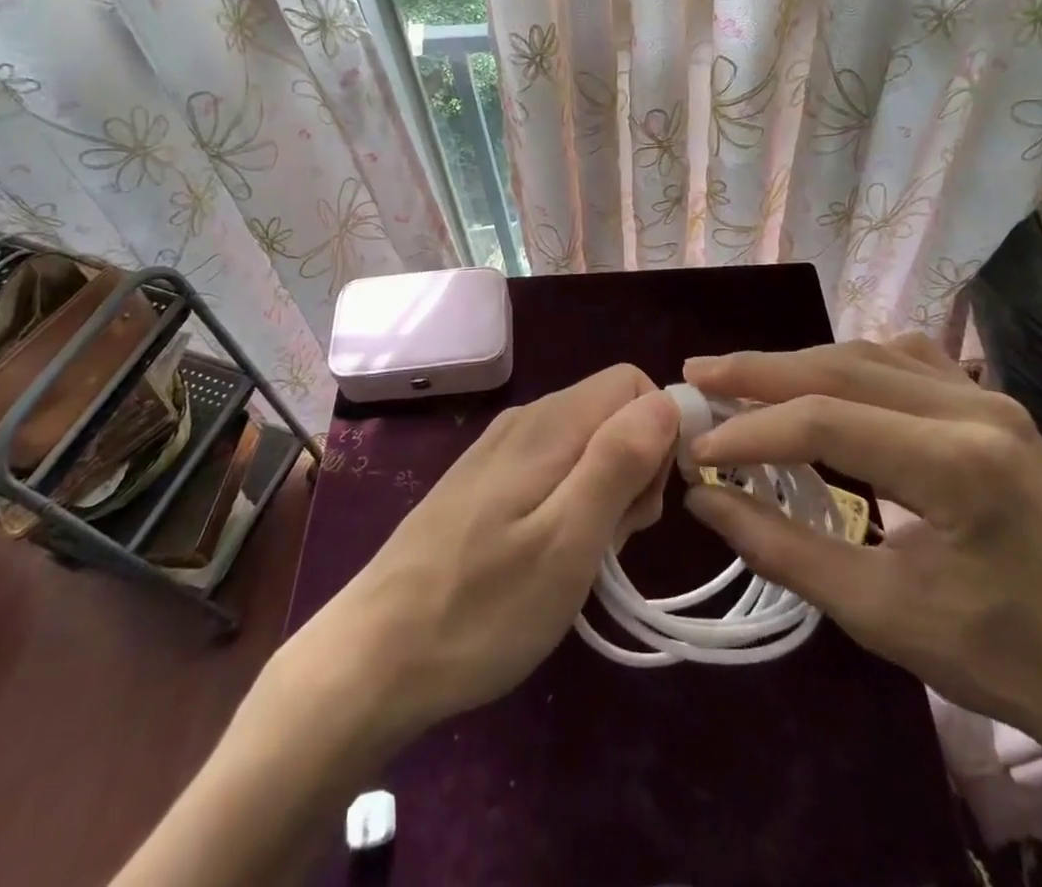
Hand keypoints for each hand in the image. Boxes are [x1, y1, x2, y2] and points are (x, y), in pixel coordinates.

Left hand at [304, 364, 677, 737]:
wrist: (374, 657)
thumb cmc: (482, 608)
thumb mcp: (568, 542)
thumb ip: (619, 461)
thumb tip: (667, 401)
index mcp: (550, 424)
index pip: (634, 385)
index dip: (659, 435)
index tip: (645, 503)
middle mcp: (527, 419)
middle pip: (612, 412)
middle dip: (635, 468)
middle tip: (613, 539)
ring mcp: (501, 449)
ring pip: (586, 443)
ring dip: (606, 492)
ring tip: (581, 557)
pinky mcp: (486, 480)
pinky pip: (554, 467)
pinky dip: (572, 503)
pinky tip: (551, 555)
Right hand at [682, 336, 1041, 754]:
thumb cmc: (997, 656)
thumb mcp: (877, 613)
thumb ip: (780, 548)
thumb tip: (703, 496)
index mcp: (955, 465)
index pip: (825, 422)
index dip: (751, 431)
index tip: (697, 447)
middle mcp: (974, 408)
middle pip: (841, 369)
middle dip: (760, 372)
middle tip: (699, 375)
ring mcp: (988, 396)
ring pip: (868, 355)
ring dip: (800, 365)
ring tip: (744, 379)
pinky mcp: (992, 401)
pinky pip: (905, 360)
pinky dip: (849, 365)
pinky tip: (823, 382)